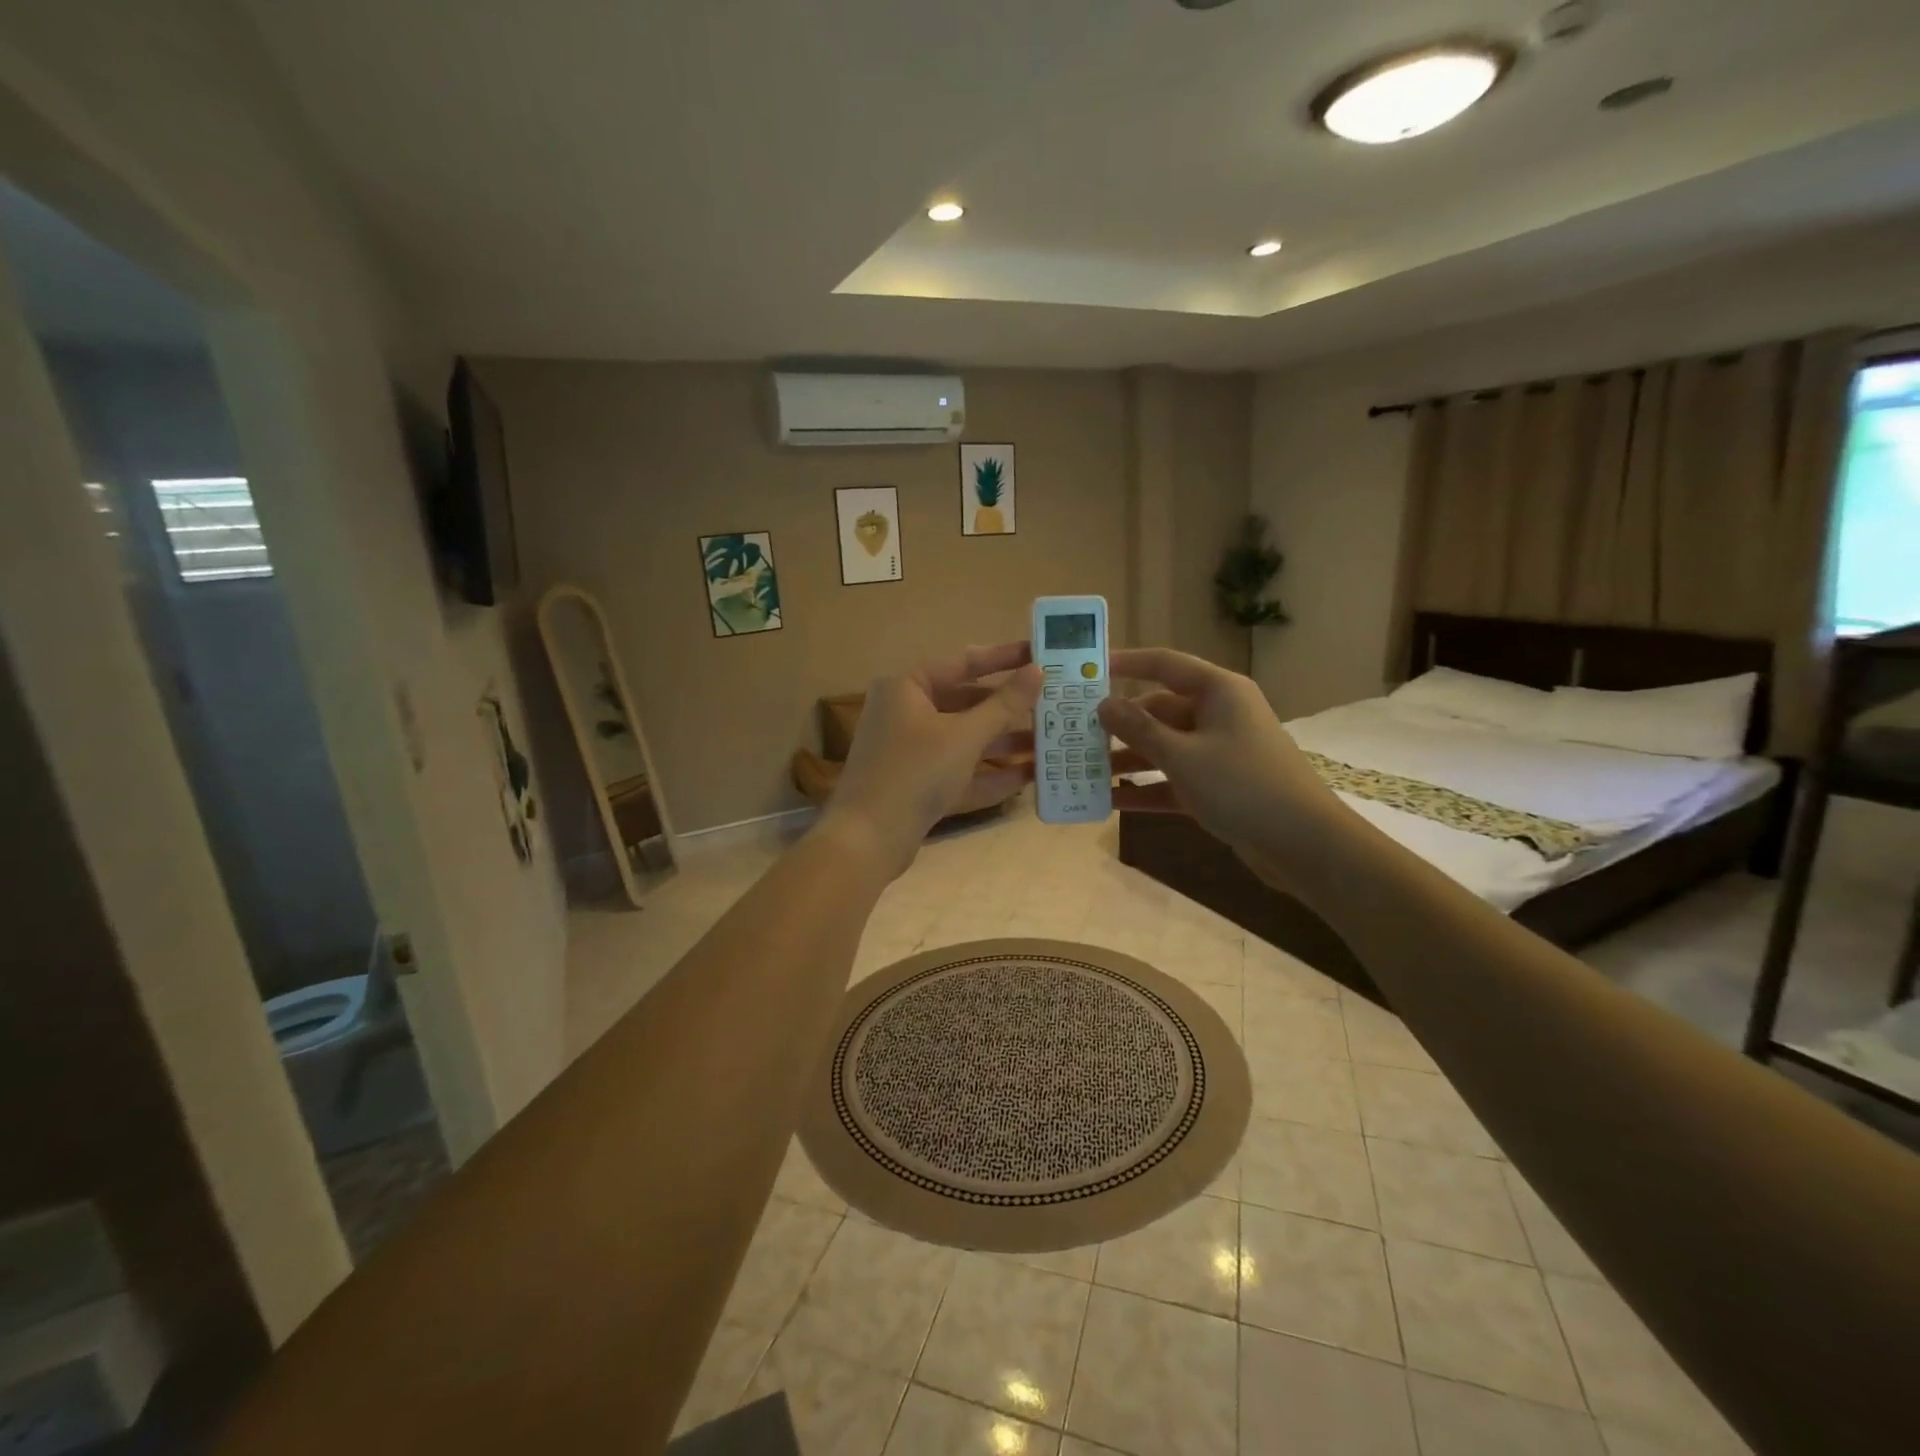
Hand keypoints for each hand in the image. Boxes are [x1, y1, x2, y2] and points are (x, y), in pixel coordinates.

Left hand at [820, 642, 1041, 875]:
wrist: (867, 840)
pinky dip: (990, 772)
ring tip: (1050, 741)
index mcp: (907, 687)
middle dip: (1009, 708)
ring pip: (965, 739)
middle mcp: (906, 713)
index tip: (1040, 653)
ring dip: (1004, 742)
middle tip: (1052, 702)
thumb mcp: (964, 735)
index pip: (963, 662)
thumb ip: (1004, 704)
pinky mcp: (918, 785)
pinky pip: (960, 770)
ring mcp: (911, 751)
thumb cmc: (915, 772)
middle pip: (966, 702)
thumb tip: (1037, 670)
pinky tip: (1030, 776)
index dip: (1003, 658)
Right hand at [1098, 648, 1340, 869]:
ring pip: (1164, 747)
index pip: (1165, 664)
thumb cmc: (1242, 785)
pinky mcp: (1218, 786)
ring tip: (1085, 769)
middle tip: (1076, 732)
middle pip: (1159, 709)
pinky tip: (1110, 801)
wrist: (1304, 844)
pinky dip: (1146, 788)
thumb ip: (1139, 729)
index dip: (1126, 662)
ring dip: (1128, 759)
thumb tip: (1103, 705)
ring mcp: (1218, 752)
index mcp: (1218, 691)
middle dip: (1120, 724)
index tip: (1088, 668)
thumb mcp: (1182, 756)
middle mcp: (1218, 714)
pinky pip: (1173, 779)